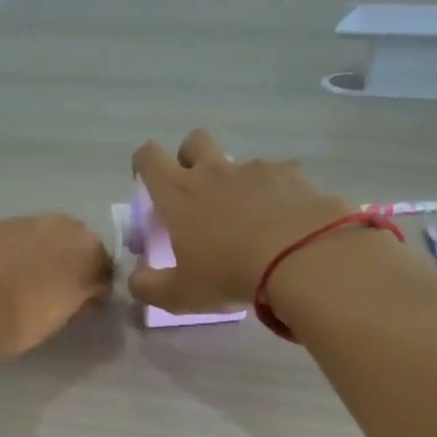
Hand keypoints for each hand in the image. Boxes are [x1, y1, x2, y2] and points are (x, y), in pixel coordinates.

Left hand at [0, 214, 112, 358]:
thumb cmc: (23, 321)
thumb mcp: (64, 315)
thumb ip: (80, 296)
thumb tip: (84, 292)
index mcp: (85, 248)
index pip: (104, 264)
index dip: (97, 284)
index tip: (88, 302)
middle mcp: (57, 225)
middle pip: (74, 242)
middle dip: (71, 261)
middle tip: (60, 289)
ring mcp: (20, 222)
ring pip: (41, 237)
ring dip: (40, 254)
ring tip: (26, 283)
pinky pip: (11, 240)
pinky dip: (12, 253)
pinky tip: (0, 276)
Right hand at [129, 130, 350, 313]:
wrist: (302, 258)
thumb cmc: (229, 275)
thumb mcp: (180, 294)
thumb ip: (149, 287)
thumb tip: (135, 279)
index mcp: (179, 195)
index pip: (149, 158)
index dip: (144, 163)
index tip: (148, 181)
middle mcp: (214, 172)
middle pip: (194, 141)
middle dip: (190, 157)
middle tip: (196, 192)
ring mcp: (255, 169)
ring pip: (238, 162)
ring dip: (237, 182)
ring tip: (249, 219)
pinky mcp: (293, 175)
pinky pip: (278, 175)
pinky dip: (276, 193)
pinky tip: (284, 221)